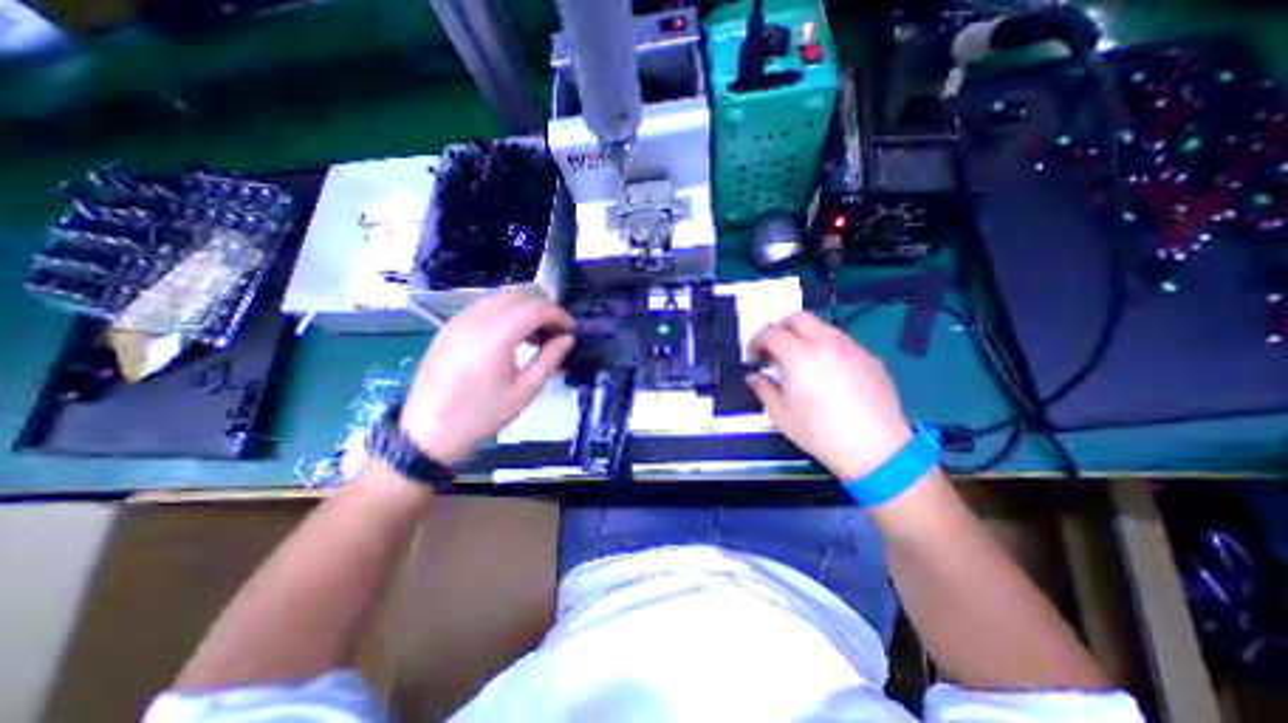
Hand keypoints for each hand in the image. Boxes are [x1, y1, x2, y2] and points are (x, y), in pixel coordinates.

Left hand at [396, 291, 569, 465]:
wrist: (429, 433)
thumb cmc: (482, 415)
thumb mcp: (525, 391)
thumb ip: (550, 359)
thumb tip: (568, 338)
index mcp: (494, 337)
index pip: (535, 308)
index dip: (558, 314)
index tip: (571, 330)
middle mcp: (474, 320)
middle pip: (517, 295)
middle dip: (543, 307)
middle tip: (557, 330)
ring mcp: (457, 321)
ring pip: (499, 296)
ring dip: (524, 306)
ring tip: (537, 332)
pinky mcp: (448, 327)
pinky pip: (482, 306)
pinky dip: (505, 310)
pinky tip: (512, 333)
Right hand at [746, 311, 913, 478]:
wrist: (876, 449)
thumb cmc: (820, 432)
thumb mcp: (781, 414)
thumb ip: (762, 389)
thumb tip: (753, 377)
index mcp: (799, 355)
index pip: (771, 333)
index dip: (756, 342)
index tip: (754, 358)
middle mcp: (826, 342)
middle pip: (797, 317)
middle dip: (780, 328)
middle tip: (774, 350)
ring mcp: (851, 347)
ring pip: (822, 326)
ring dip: (804, 336)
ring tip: (801, 361)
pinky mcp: (869, 357)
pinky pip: (842, 342)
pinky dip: (826, 348)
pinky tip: (828, 373)